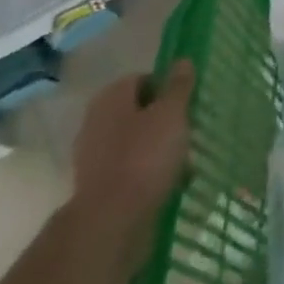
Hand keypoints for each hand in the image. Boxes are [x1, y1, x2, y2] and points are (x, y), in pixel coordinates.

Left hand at [70, 62, 195, 230]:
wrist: (110, 223)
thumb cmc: (144, 157)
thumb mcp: (171, 113)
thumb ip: (178, 86)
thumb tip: (182, 60)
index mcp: (111, 97)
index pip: (144, 79)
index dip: (168, 88)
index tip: (189, 103)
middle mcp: (97, 121)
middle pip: (140, 111)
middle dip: (165, 120)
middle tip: (189, 131)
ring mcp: (94, 156)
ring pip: (137, 142)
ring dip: (160, 148)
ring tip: (185, 162)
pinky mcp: (99, 186)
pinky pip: (131, 169)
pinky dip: (149, 173)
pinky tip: (170, 184)